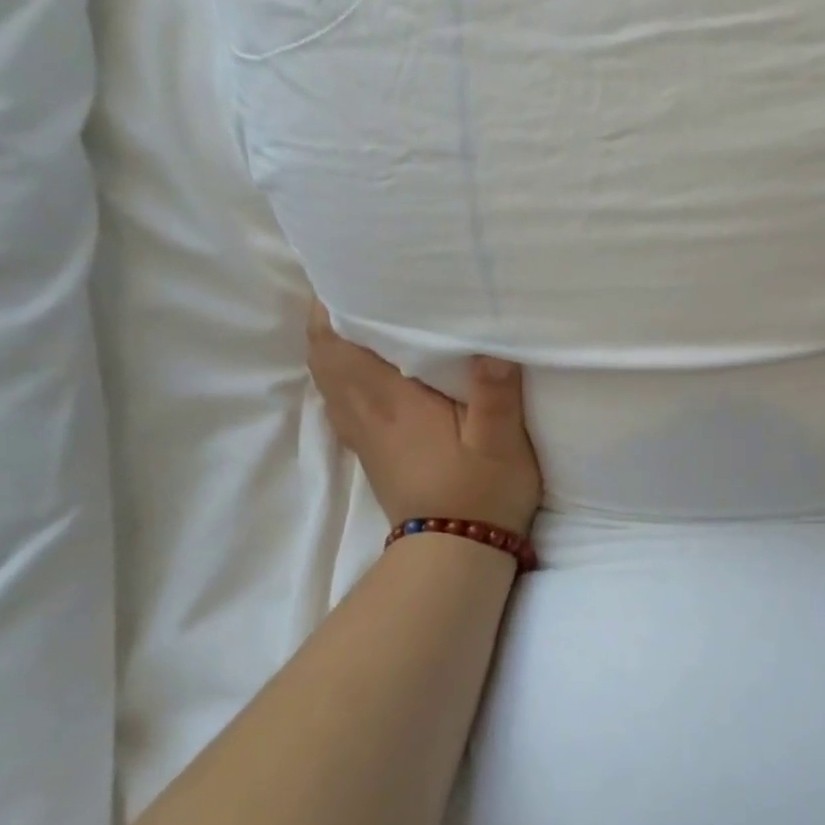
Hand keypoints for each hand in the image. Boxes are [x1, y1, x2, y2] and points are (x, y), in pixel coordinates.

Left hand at [306, 303, 542, 534]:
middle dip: (330, 315)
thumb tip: (491, 342)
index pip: (336, 343)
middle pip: (323, 354)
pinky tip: (373, 364)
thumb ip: (495, 391)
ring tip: (366, 313)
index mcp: (389, 401)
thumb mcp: (501, 442)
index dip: (332, 304)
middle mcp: (364, 412)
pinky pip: (341, 397)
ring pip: (328, 376)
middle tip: (362, 282)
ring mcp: (363, 433)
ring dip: (335, 342)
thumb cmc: (480, 493)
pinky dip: (344, 371)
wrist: (454, 556)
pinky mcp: (371, 449)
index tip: (350, 269)